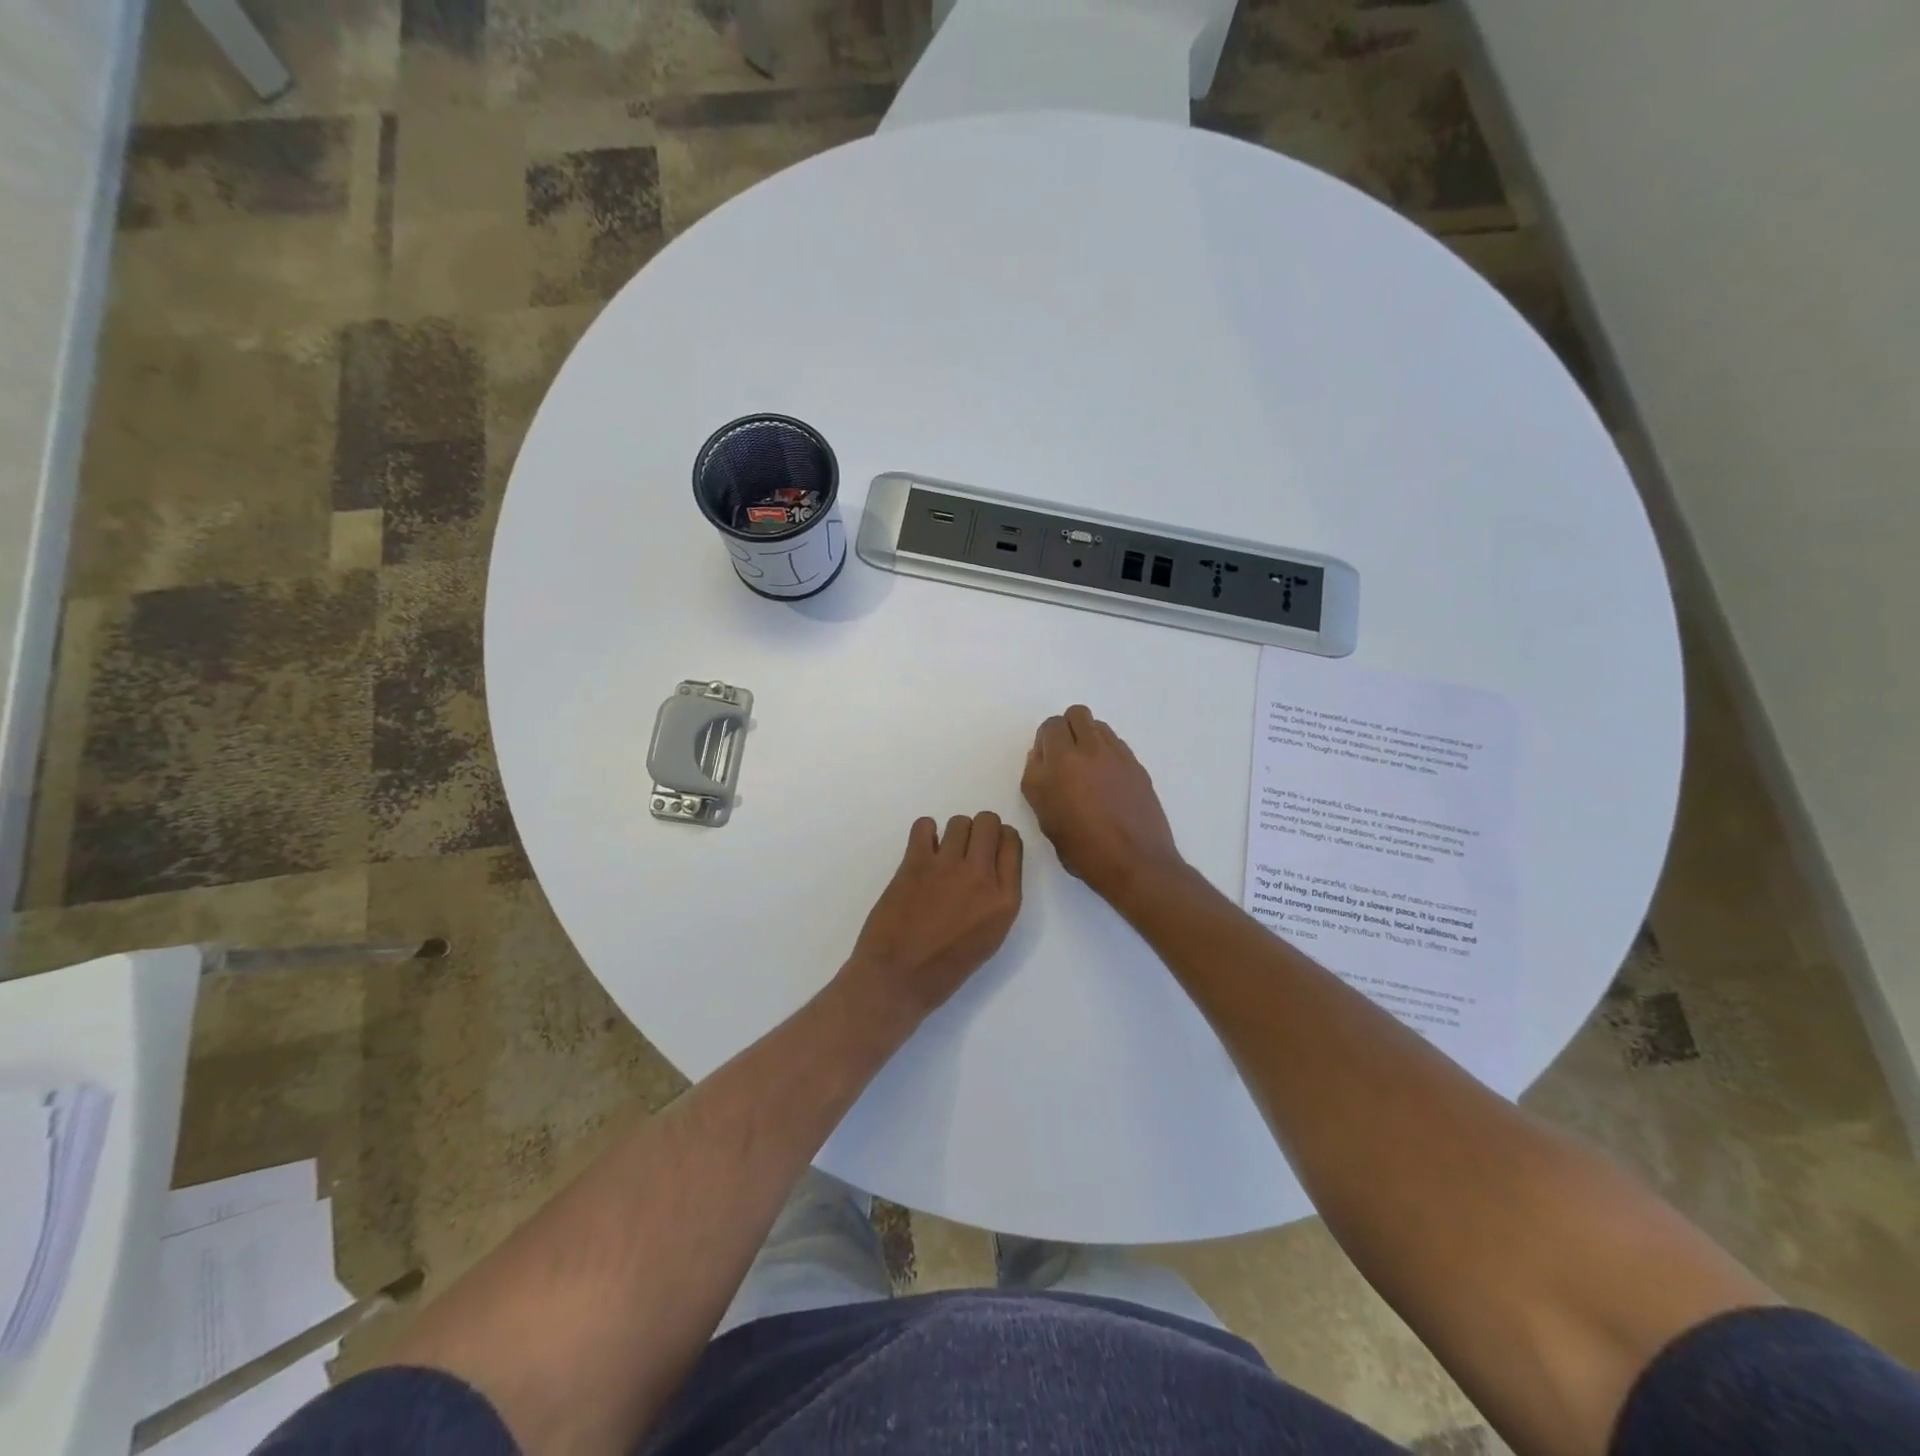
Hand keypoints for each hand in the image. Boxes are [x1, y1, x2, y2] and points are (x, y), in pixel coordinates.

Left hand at [842, 812, 1023, 1025]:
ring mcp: (947, 867)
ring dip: (952, 834)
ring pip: (959, 821)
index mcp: (1005, 900)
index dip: (999, 841)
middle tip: (965, 851)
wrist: (898, 978)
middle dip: (979, 830)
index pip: (1012, 843)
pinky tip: (922, 853)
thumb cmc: (945, 968)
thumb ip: (996, 897)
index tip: (988, 852)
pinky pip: (925, 825)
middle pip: (989, 823)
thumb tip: (990, 867)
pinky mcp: (915, 863)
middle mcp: (981, 877)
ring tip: (941, 855)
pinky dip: (924, 833)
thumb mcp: (990, 936)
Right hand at [1021, 705, 1185, 909]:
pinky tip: (1108, 779)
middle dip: (1067, 729)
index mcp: (1060, 763)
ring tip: (1088, 767)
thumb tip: (1042, 757)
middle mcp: (1088, 750)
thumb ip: (1037, 781)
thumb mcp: (1044, 819)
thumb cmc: (1083, 849)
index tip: (1047, 762)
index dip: (1045, 741)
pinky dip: (1107, 751)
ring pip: (1098, 725)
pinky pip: (1116, 743)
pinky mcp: (1136, 765)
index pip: (1050, 727)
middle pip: (1076, 714)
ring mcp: (1116, 755)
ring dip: (1088, 737)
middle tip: (1066, 757)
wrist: (1135, 863)